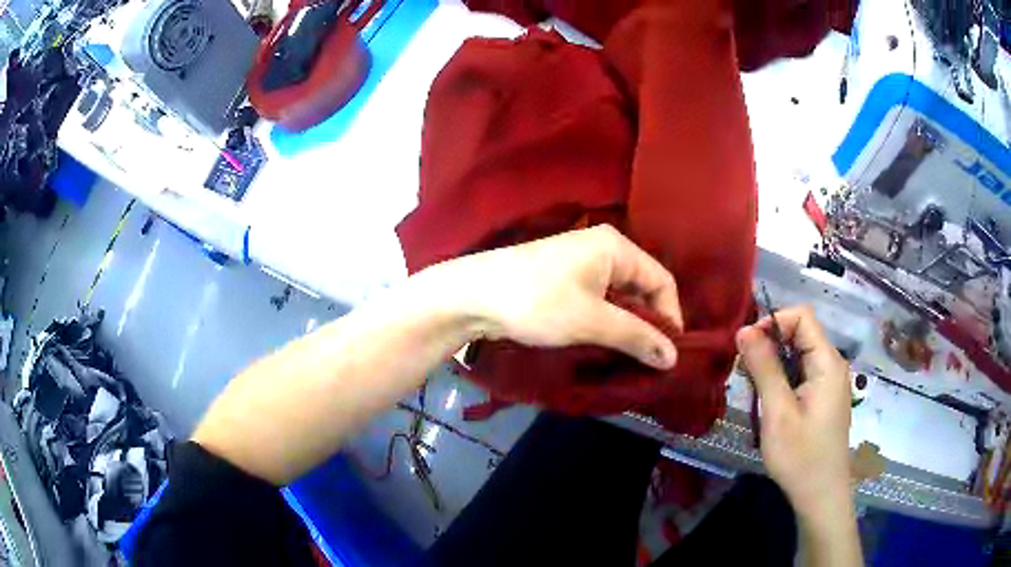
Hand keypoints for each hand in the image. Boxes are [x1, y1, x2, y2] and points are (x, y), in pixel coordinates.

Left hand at [419, 225, 682, 368]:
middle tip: (651, 361)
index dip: (671, 318)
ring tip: (631, 359)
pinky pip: (599, 301)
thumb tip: (674, 357)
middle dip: (649, 325)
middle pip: (642, 289)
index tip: (669, 354)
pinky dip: (607, 323)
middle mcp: (603, 249)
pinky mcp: (564, 280)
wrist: (472, 296)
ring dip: (627, 327)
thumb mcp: (592, 321)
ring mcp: (581, 263)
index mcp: (615, 247)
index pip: (662, 281)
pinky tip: (606, 346)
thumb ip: (636, 336)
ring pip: (620, 298)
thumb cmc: (537, 301)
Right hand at [736, 306, 852, 519]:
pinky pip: (801, 374)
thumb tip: (744, 330)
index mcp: (827, 362)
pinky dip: (781, 380)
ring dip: (773, 366)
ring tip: (754, 392)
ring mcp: (829, 382)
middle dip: (769, 346)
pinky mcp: (824, 398)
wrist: (821, 496)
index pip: (802, 316)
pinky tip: (769, 404)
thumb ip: (764, 368)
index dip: (773, 322)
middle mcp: (832, 364)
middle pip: (800, 334)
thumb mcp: (778, 412)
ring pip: (798, 355)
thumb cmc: (801, 456)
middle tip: (745, 375)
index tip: (747, 348)